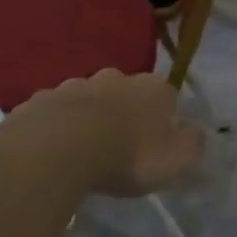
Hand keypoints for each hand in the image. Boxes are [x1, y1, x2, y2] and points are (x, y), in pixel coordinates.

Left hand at [16, 70, 204, 196]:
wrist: (60, 148)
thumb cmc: (128, 155)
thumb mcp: (176, 159)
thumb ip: (191, 144)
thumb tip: (195, 131)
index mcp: (151, 88)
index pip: (167, 94)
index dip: (164, 116)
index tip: (158, 141)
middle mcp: (114, 77)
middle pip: (125, 91)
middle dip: (124, 111)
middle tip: (121, 144)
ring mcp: (74, 85)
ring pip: (87, 98)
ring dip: (89, 117)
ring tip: (85, 148)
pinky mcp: (40, 100)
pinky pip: (54, 112)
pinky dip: (57, 125)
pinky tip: (54, 148)